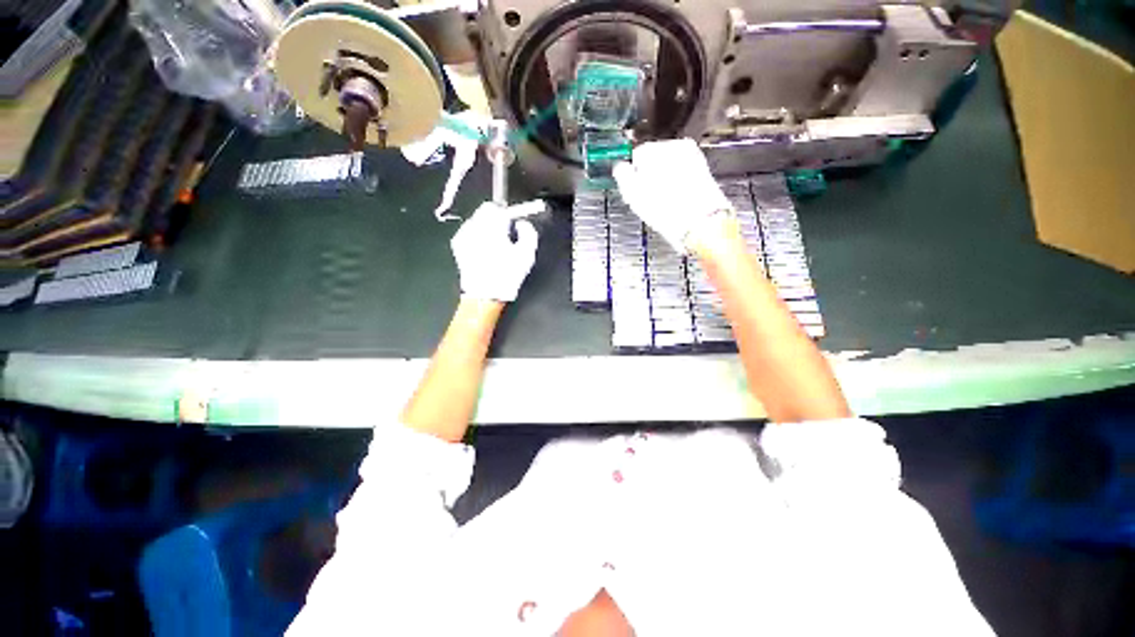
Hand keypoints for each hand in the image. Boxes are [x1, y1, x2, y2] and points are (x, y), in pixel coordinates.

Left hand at [451, 200, 542, 301]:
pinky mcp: (457, 244)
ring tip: (495, 245)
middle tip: (506, 234)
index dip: (508, 213)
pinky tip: (484, 251)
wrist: (485, 295)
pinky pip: (469, 231)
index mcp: (491, 227)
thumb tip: (522, 223)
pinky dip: (478, 235)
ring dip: (487, 227)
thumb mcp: (526, 254)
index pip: (497, 207)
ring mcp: (462, 235)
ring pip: (477, 220)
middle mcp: (473, 227)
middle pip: (485, 211)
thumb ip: (528, 233)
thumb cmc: (507, 275)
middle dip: (497, 218)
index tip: (514, 222)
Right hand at [612, 138, 733, 253]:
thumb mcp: (632, 193)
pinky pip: (683, 173)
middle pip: (654, 158)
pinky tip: (676, 199)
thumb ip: (622, 175)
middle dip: (650, 175)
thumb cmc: (664, 209)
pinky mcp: (703, 169)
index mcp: (653, 148)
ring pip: (669, 166)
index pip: (636, 155)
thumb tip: (620, 167)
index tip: (634, 189)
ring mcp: (691, 155)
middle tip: (648, 197)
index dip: (633, 174)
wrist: (700, 222)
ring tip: (663, 201)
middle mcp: (674, 146)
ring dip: (664, 179)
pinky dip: (678, 183)